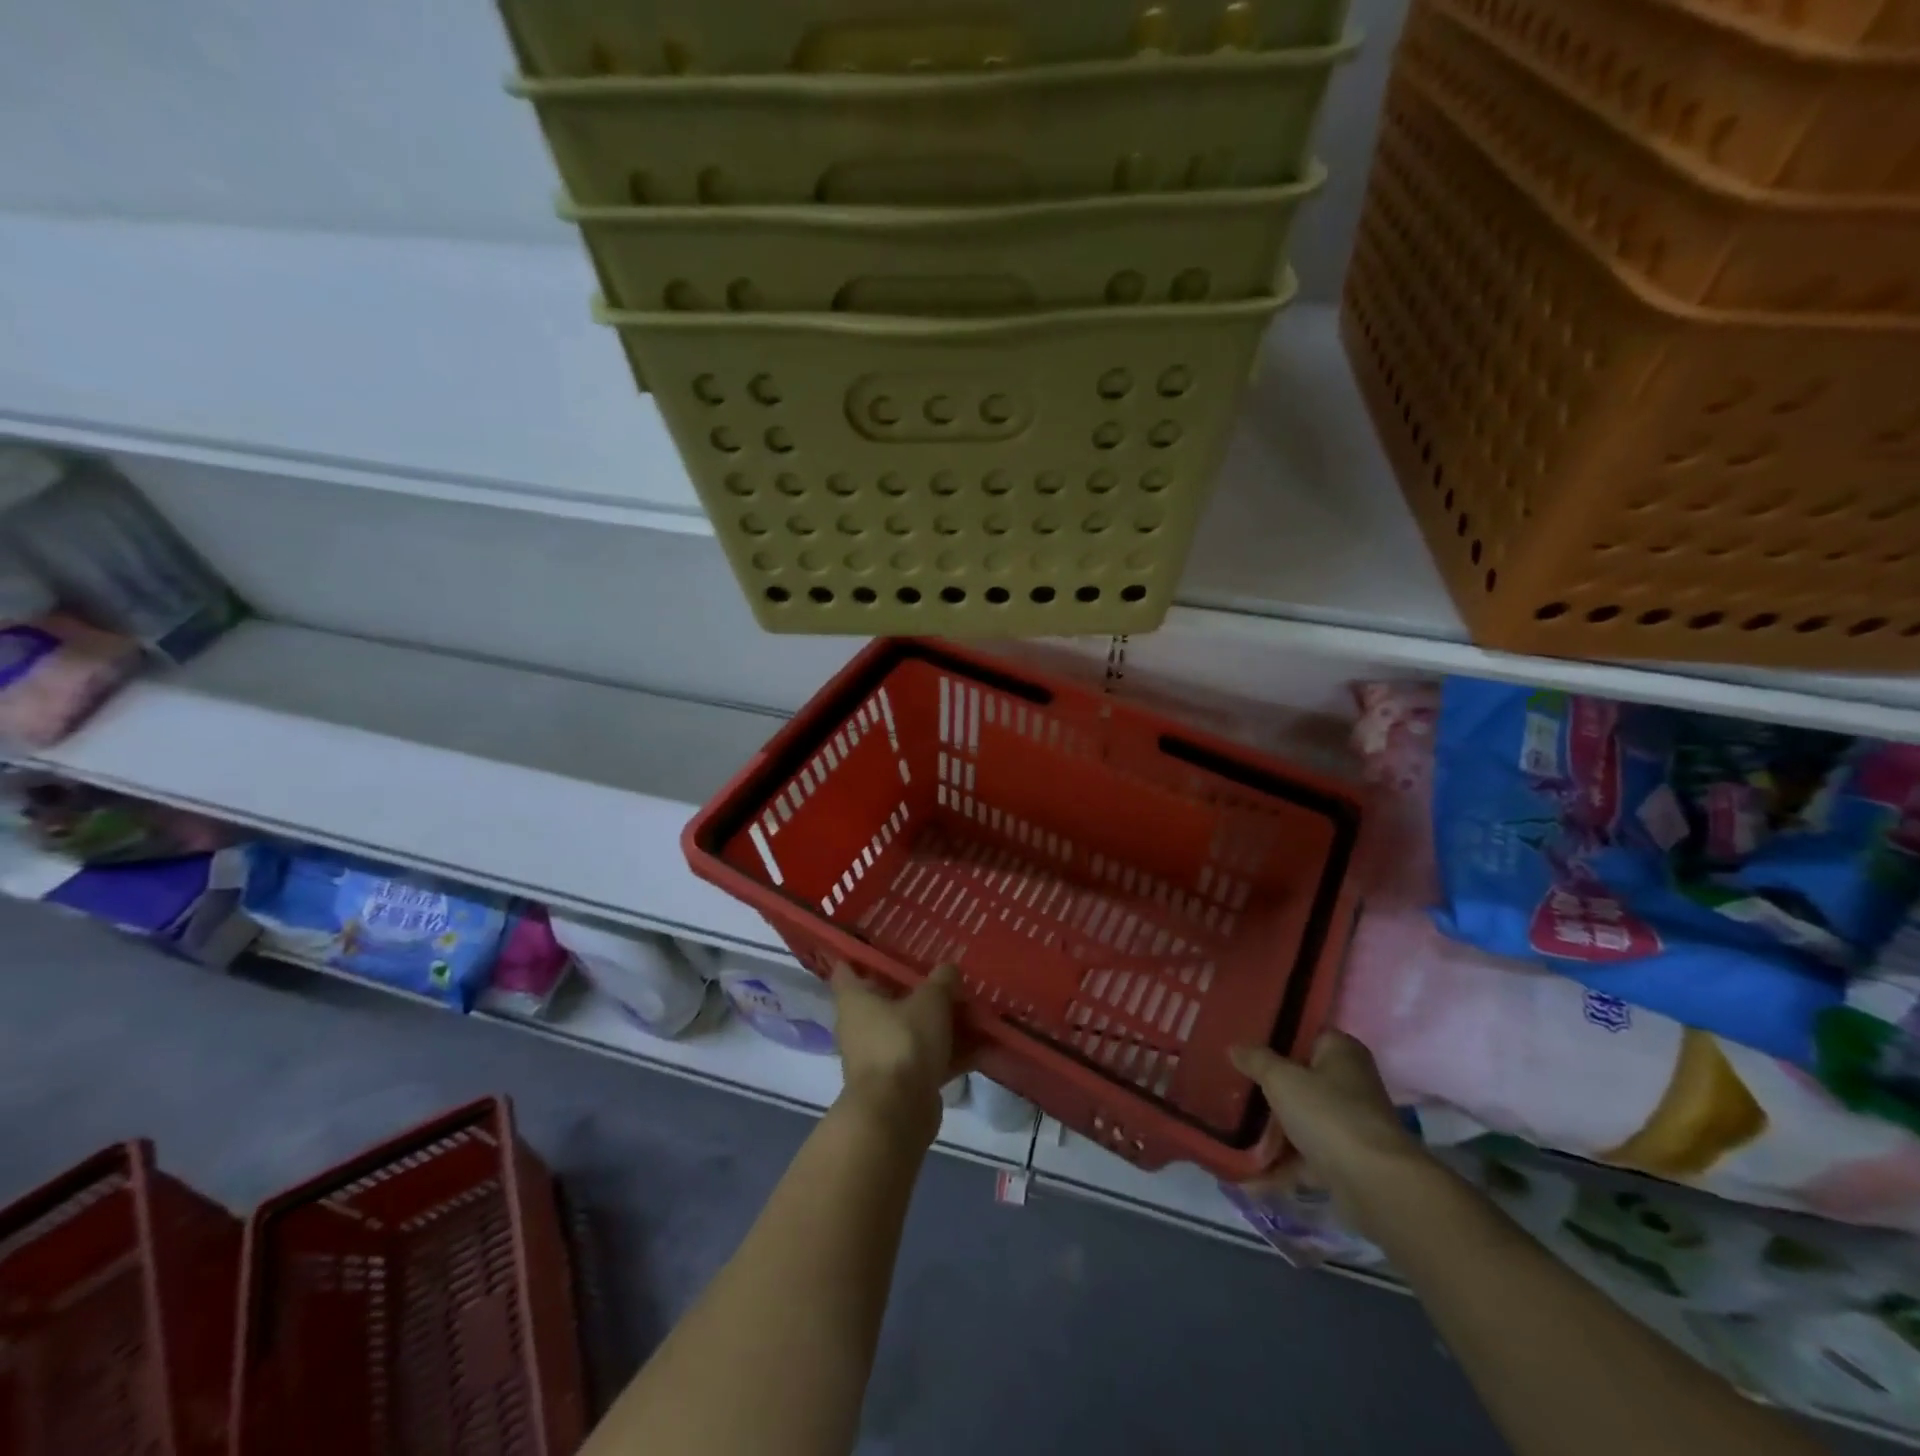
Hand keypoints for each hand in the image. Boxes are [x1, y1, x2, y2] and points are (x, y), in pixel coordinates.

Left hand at [830, 962, 966, 1145]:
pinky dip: (950, 1052)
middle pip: (888, 998)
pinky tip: (983, 1044)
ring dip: (939, 1022)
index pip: (848, 968)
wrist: (897, 1113)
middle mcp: (860, 1025)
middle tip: (946, 974)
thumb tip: (949, 969)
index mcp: (855, 999)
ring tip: (973, 1008)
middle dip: (917, 989)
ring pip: (912, 1029)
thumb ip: (942, 980)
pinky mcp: (900, 1082)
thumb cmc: (903, 1042)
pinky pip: (927, 1058)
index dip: (862, 953)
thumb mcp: (931, 1001)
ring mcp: (880, 1056)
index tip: (887, 941)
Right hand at [1230, 1031, 1427, 1219]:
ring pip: (1301, 1120)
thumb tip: (1234, 1047)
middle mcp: (1349, 1084)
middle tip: (1230, 1086)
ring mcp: (1348, 1125)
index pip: (1304, 1034)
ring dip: (1271, 1131)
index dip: (1273, 1037)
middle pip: (1300, 1080)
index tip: (1241, 1045)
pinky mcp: (1345, 1162)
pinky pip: (1304, 1158)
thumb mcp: (1281, 1079)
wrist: (1375, 1185)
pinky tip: (1247, 1176)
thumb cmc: (1328, 1114)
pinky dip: (1280, 1167)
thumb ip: (1256, 1060)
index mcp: (1341, 1052)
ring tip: (1230, 1131)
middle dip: (1267, 1088)